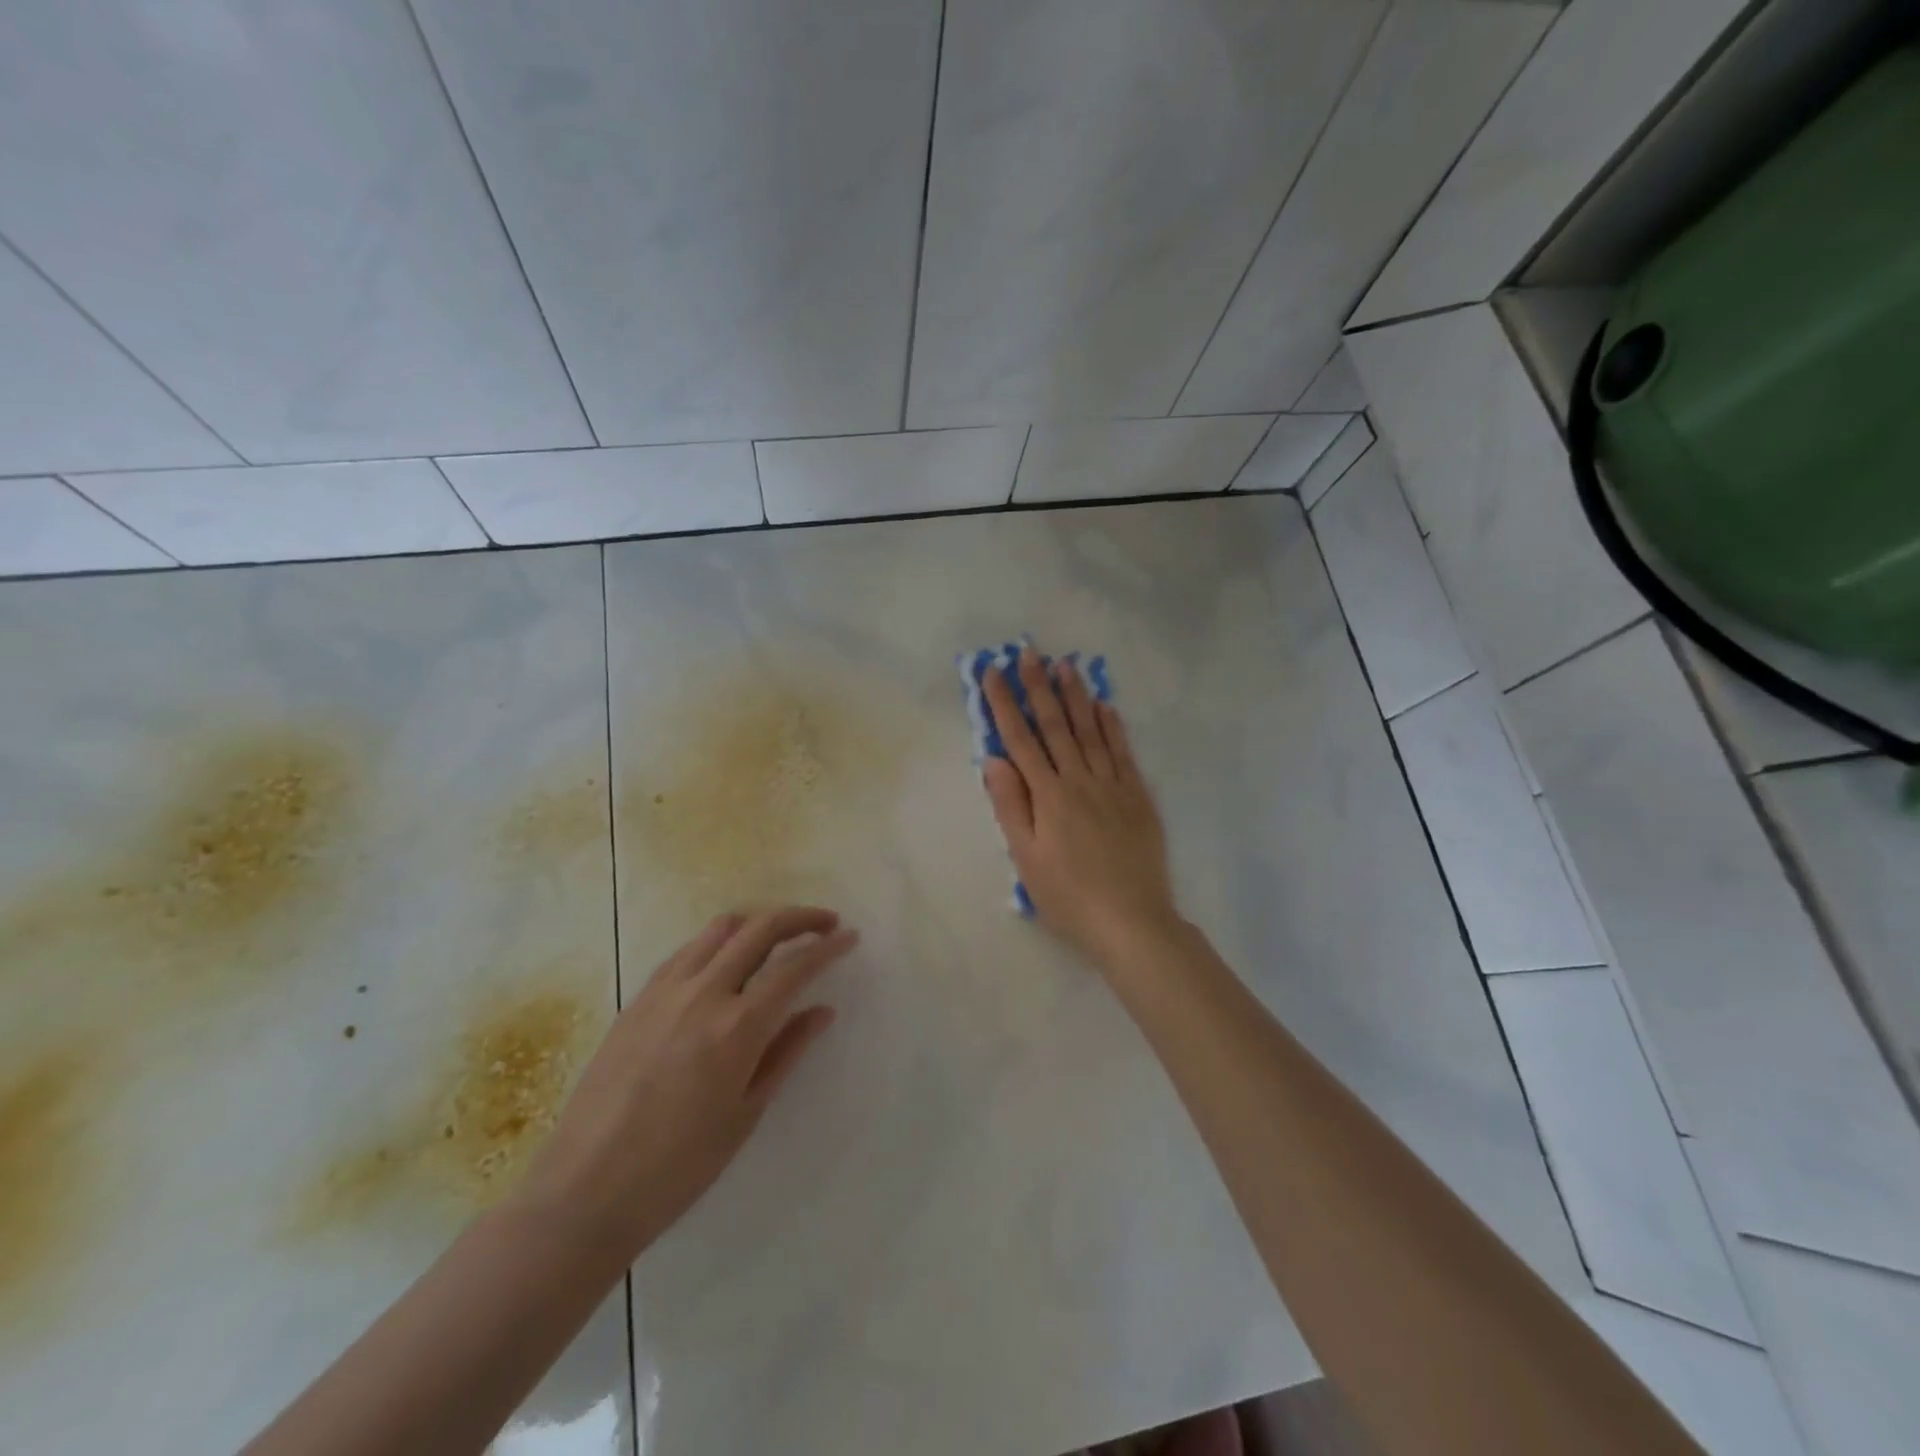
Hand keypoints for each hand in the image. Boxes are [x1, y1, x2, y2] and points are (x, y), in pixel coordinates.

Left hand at [517, 907, 854, 1266]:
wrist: (585, 1191)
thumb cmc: (678, 1166)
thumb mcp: (746, 1113)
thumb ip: (787, 1052)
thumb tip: (822, 1010)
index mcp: (738, 1027)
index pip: (794, 967)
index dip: (828, 947)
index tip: (849, 937)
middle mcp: (704, 993)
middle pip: (760, 930)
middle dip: (799, 918)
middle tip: (825, 923)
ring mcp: (665, 991)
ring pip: (720, 930)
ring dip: (757, 922)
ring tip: (777, 935)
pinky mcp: (637, 999)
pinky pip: (686, 951)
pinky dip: (717, 942)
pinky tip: (724, 961)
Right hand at [980, 649, 1181, 967]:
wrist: (1131, 920)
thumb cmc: (1068, 896)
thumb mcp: (1026, 859)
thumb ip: (1010, 806)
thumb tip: (993, 760)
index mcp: (1048, 796)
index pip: (1020, 740)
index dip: (1005, 704)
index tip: (993, 673)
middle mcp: (1079, 780)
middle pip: (1055, 726)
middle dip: (1039, 688)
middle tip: (1030, 653)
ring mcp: (1112, 785)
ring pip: (1091, 731)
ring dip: (1076, 696)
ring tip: (1066, 665)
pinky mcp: (1137, 796)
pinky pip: (1123, 752)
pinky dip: (1113, 727)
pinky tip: (1105, 706)